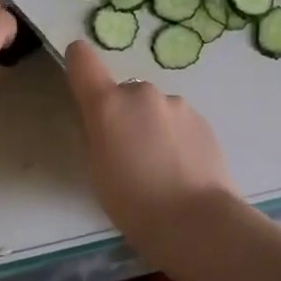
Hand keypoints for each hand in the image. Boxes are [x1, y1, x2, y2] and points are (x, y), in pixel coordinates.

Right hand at [63, 40, 237, 242]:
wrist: (196, 220)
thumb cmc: (133, 203)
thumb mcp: (97, 170)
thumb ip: (95, 135)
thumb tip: (102, 121)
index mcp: (108, 104)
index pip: (83, 60)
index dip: (78, 63)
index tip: (81, 80)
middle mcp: (142, 93)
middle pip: (123, 92)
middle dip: (123, 114)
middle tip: (127, 154)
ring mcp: (176, 103)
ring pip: (154, 108)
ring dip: (151, 125)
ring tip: (159, 167)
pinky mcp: (202, 118)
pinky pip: (177, 120)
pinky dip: (174, 136)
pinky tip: (181, 168)